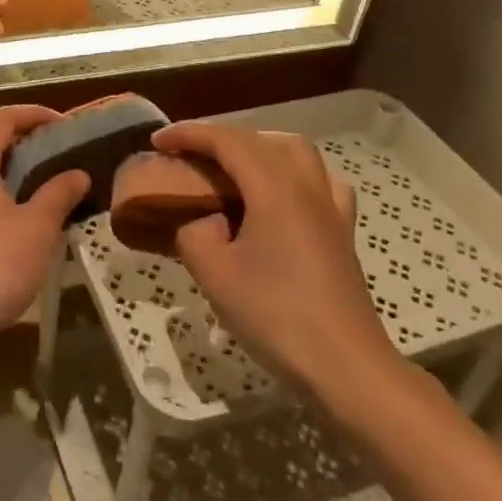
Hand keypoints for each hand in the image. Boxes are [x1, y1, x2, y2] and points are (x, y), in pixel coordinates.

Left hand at [0, 106, 91, 357]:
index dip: (33, 114)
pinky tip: (9, 208)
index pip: (2, 118)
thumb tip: (78, 173)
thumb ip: (58, 194)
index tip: (63, 124)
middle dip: (15, 134)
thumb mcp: (37, 228)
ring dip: (0, 159)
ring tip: (32, 176)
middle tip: (48, 148)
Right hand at [153, 122, 411, 413]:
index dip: (188, 134)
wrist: (345, 366)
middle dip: (220, 138)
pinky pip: (321, 182)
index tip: (156, 141)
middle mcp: (306, 186)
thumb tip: (201, 221)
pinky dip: (295, 175)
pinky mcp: (343, 231)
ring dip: (259, 148)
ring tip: (231, 169)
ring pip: (296, 153)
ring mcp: (331, 207)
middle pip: (261, 140)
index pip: (226, 141)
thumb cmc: (276, 316)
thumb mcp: (215, 275)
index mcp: (274, 189)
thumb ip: (194, 234)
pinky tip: (282, 196)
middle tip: (188, 156)